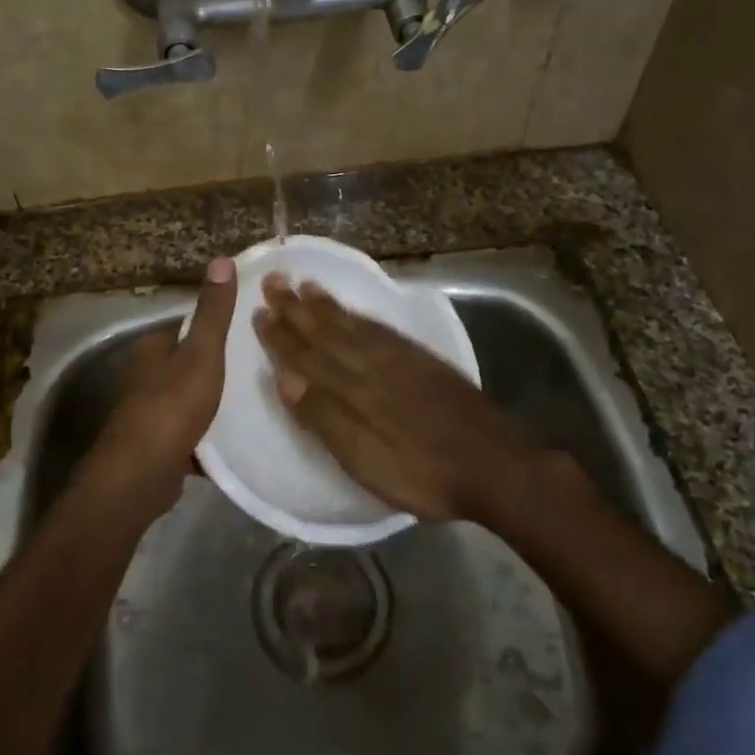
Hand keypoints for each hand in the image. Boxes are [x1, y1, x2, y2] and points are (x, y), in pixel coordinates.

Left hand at [81, 257, 236, 518]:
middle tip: (259, 369)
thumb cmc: (172, 405)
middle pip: (188, 364)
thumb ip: (214, 311)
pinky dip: (210, 437)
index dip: (216, 328)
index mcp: (152, 349)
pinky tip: (237, 442)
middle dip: (218, 368)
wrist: (141, 475)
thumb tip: (222, 259)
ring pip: (189, 400)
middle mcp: (145, 378)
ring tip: (255, 403)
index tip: (249, 332)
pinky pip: (191, 435)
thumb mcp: (202, 352)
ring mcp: (149, 415)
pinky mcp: (158, 448)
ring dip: (214, 404)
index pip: (187, 328)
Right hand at [254, 274, 531, 521]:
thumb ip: (325, 419)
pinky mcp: (424, 361)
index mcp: (355, 390)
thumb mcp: (366, 461)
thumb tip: (284, 378)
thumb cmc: (423, 474)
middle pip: (328, 332)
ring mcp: (402, 359)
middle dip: (298, 308)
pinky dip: (361, 317)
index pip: (308, 356)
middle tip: (274, 280)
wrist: (495, 466)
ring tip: (306, 285)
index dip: (282, 335)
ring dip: (327, 306)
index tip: (259, 311)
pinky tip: (354, 313)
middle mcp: (374, 365)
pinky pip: (382, 329)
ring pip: (354, 325)